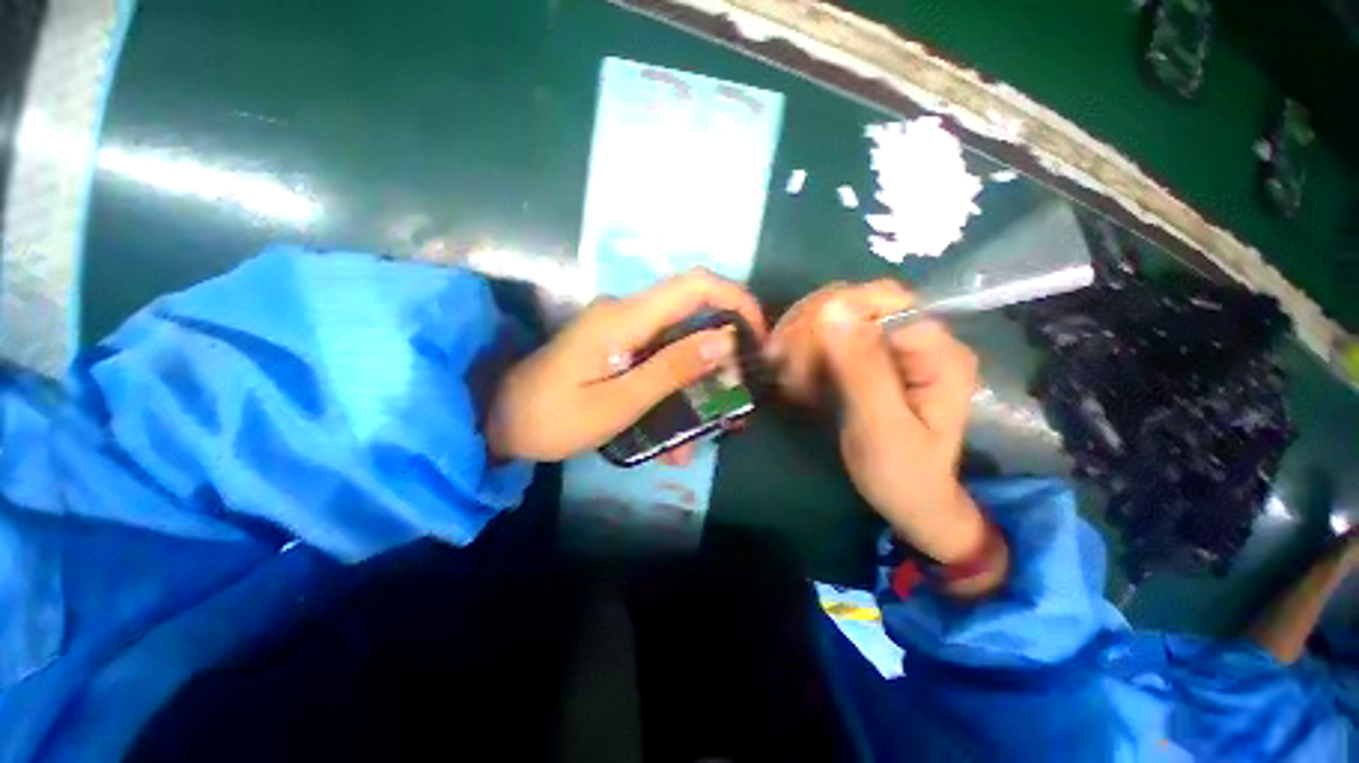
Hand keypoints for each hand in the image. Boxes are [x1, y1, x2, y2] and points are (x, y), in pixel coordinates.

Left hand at [487, 269, 765, 461]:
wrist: (498, 421)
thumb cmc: (553, 417)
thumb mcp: (618, 402)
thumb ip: (671, 369)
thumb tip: (725, 339)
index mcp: (625, 318)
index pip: (695, 285)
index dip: (736, 300)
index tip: (758, 337)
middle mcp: (626, 312)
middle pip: (692, 314)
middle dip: (722, 352)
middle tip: (734, 397)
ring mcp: (621, 329)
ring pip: (678, 343)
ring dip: (696, 382)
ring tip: (701, 432)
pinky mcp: (617, 345)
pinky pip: (658, 359)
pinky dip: (674, 389)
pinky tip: (673, 434)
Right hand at [770, 281, 984, 563]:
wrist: (910, 501)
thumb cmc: (902, 474)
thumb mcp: (881, 426)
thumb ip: (861, 367)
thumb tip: (833, 307)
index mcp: (936, 351)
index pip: (880, 300)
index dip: (831, 316)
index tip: (793, 352)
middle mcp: (916, 338)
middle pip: (855, 304)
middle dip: (811, 331)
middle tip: (783, 369)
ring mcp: (892, 347)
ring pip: (836, 318)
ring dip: (802, 343)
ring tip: (788, 379)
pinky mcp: (871, 359)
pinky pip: (830, 339)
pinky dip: (804, 354)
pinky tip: (794, 379)